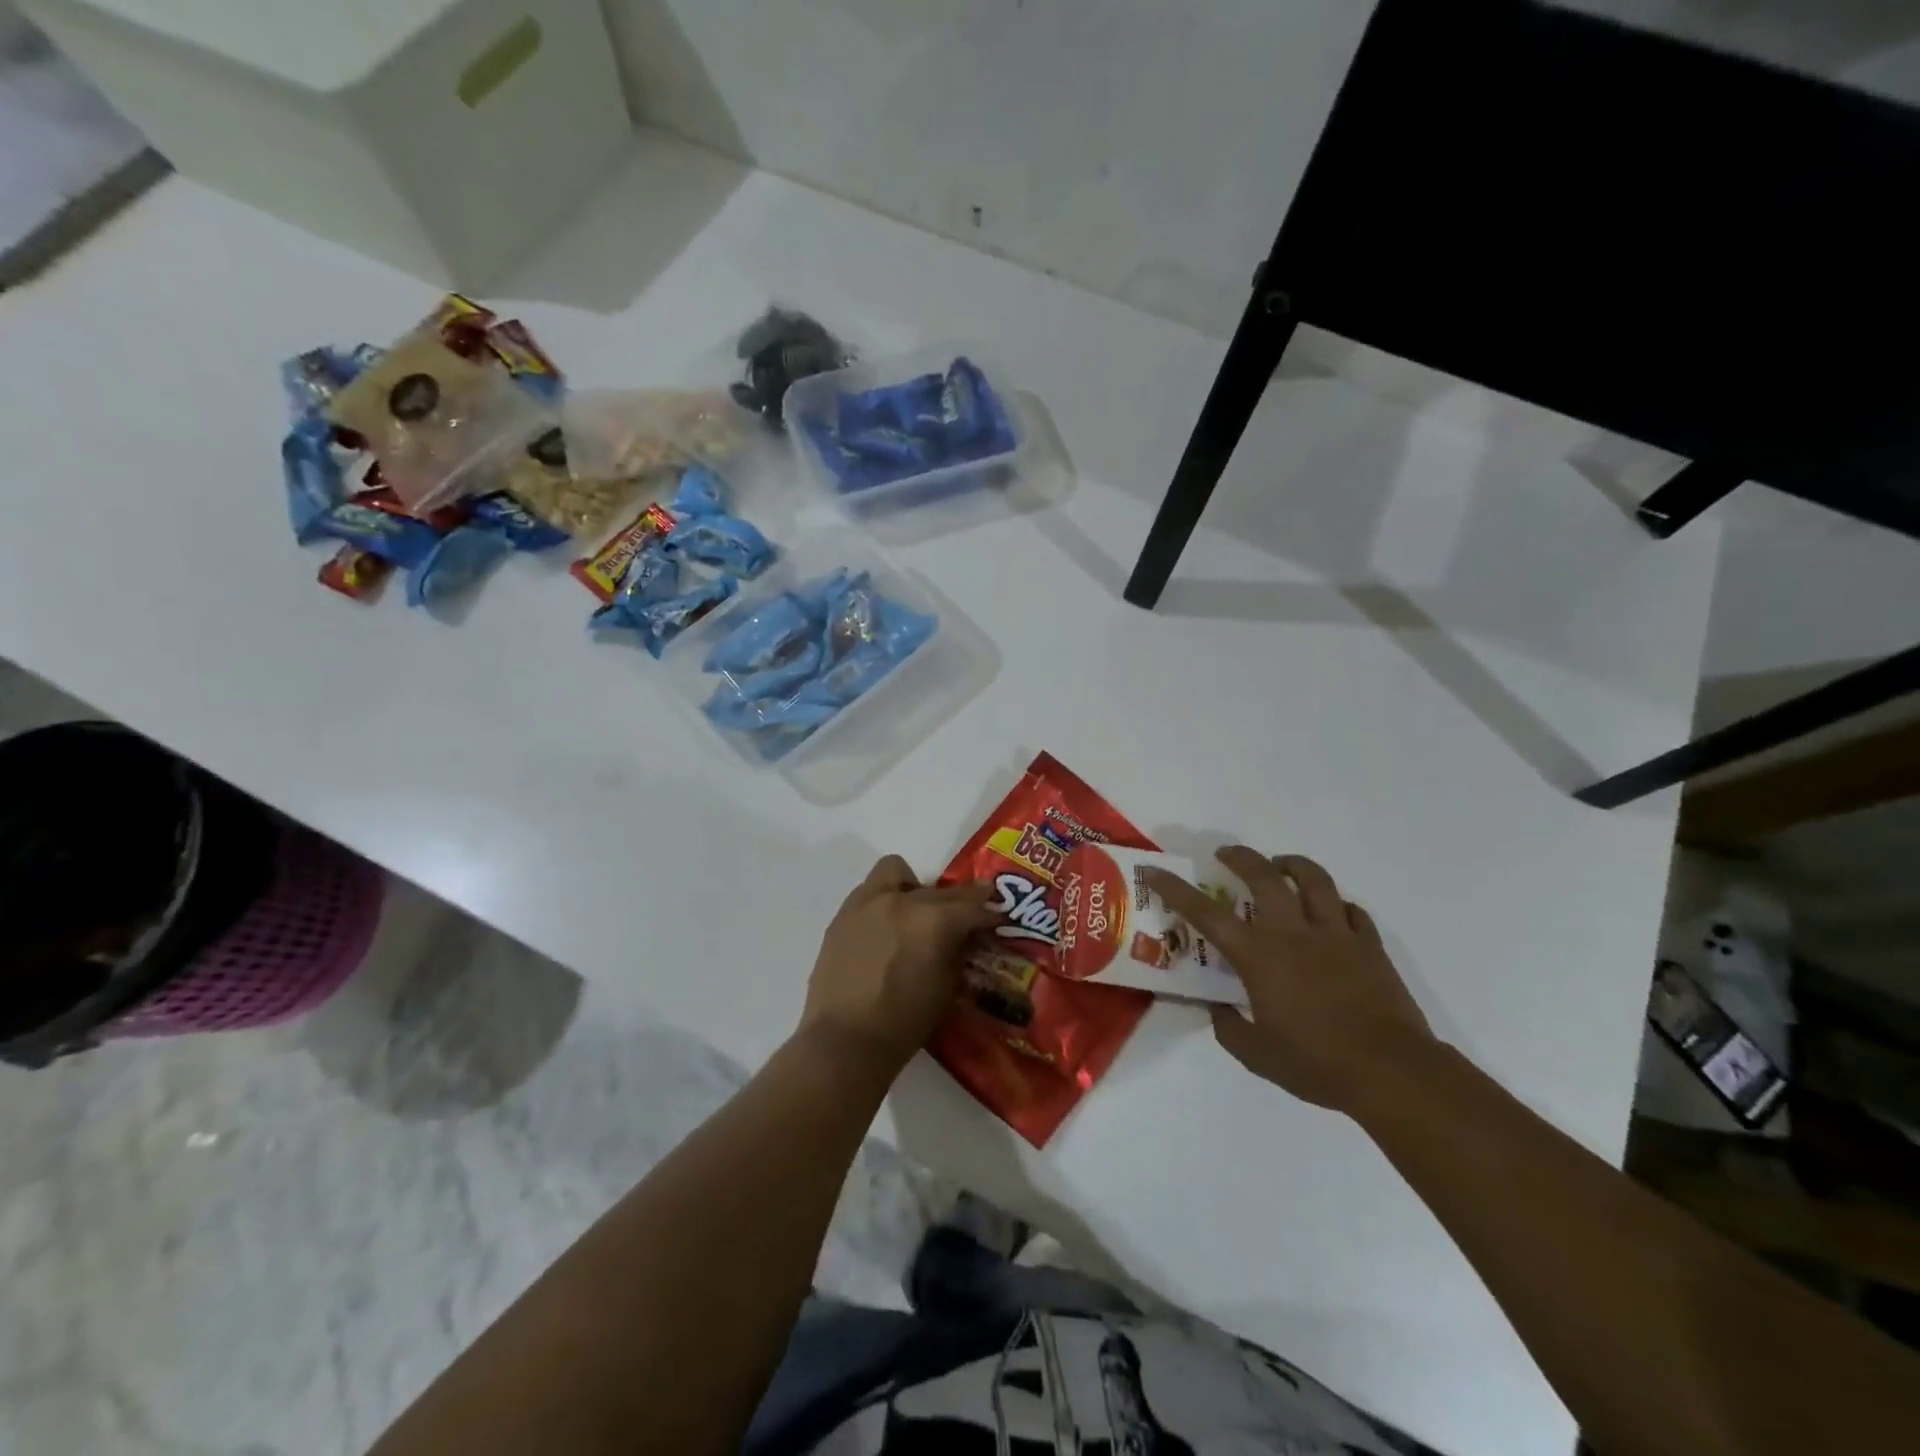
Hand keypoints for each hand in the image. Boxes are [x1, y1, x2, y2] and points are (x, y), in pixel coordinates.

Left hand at [799, 855, 998, 1076]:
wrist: (845, 1040)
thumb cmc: (904, 1022)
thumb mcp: (946, 987)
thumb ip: (958, 950)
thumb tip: (967, 935)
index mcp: (933, 919)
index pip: (972, 905)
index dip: (989, 911)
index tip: (997, 917)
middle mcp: (901, 900)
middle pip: (939, 890)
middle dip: (955, 903)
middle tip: (961, 922)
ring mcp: (867, 903)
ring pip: (896, 872)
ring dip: (913, 887)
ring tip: (915, 915)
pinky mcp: (842, 915)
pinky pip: (870, 892)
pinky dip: (884, 901)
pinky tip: (886, 930)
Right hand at [1145, 848, 1436, 1114]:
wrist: (1391, 1072)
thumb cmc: (1317, 1063)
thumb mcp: (1258, 1056)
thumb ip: (1229, 1029)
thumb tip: (1217, 1010)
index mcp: (1259, 956)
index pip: (1205, 913)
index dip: (1174, 888)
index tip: (1154, 870)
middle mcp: (1293, 933)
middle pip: (1264, 876)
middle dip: (1240, 857)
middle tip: (1226, 854)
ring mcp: (1336, 934)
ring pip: (1314, 879)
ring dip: (1292, 865)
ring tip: (1281, 865)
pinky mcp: (1369, 945)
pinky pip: (1351, 910)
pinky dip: (1336, 904)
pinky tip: (1331, 912)